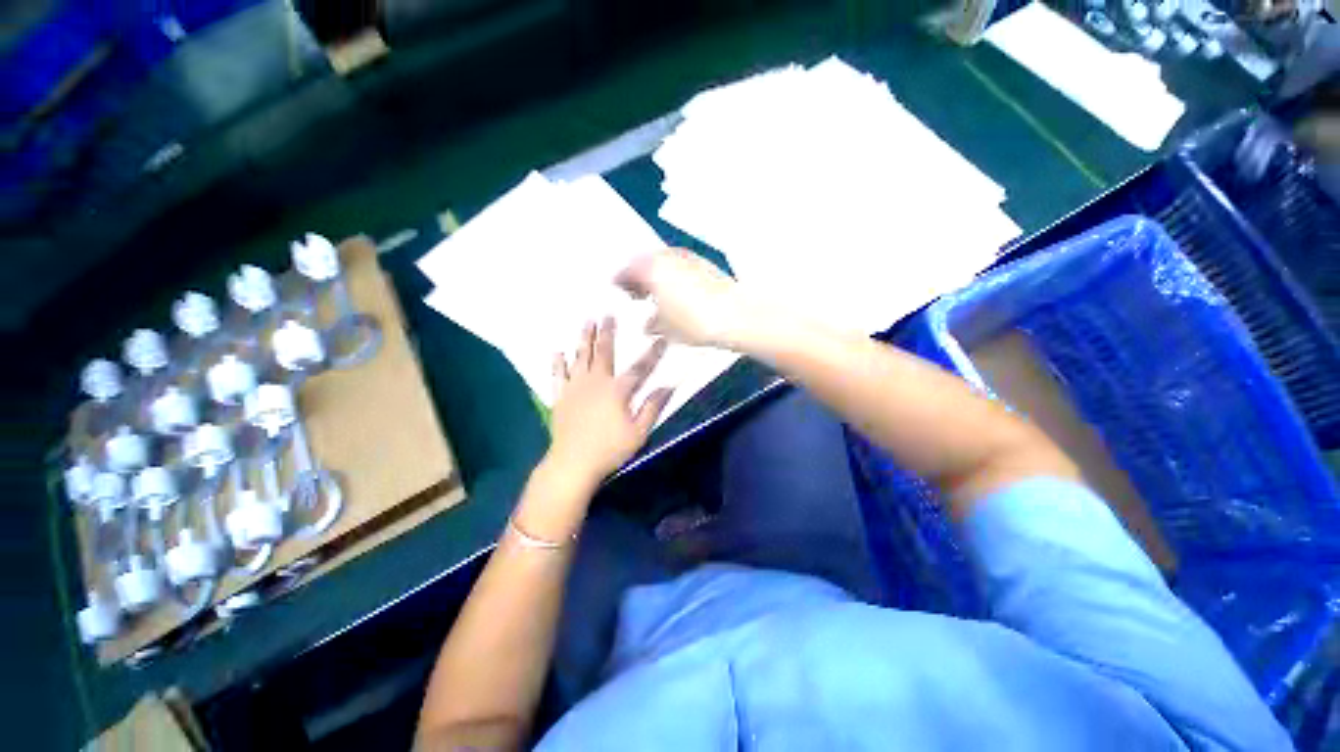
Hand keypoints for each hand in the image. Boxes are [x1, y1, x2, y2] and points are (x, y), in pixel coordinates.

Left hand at [546, 318, 673, 486]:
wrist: (573, 463)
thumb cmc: (609, 449)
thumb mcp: (638, 432)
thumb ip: (652, 407)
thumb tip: (668, 386)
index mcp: (617, 391)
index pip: (639, 367)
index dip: (652, 353)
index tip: (661, 338)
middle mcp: (596, 382)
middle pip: (603, 352)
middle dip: (607, 332)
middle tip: (607, 314)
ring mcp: (575, 387)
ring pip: (580, 357)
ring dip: (584, 338)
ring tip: (586, 321)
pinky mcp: (560, 396)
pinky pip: (558, 375)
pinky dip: (558, 363)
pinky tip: (558, 351)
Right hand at [615, 249, 774, 348]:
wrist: (735, 316)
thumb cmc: (694, 322)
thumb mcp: (667, 328)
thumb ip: (653, 323)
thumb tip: (648, 324)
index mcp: (652, 269)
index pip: (628, 269)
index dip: (621, 279)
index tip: (617, 285)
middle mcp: (668, 257)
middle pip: (645, 261)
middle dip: (639, 275)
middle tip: (636, 292)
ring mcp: (688, 258)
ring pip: (664, 262)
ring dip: (657, 275)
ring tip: (656, 294)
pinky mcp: (705, 264)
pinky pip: (680, 265)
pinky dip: (673, 276)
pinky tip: (677, 292)